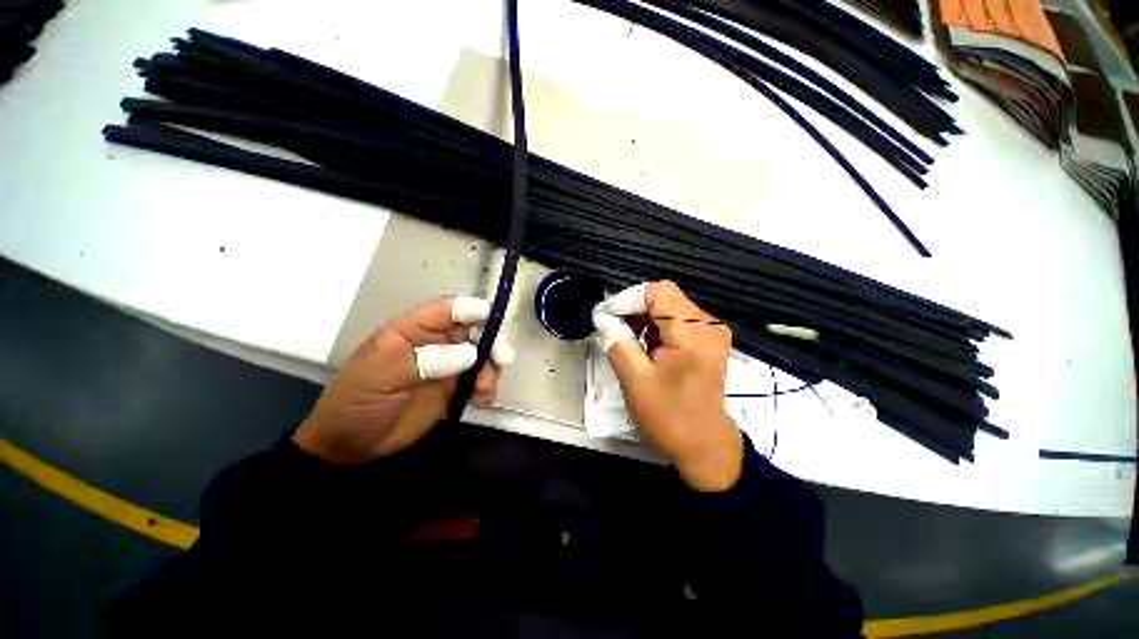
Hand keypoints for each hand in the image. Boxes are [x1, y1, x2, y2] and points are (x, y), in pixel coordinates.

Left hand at [292, 296, 514, 463]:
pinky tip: (483, 400)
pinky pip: (481, 379)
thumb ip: (424, 361)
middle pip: (473, 330)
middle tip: (502, 359)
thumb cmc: (356, 403)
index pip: (447, 309)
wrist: (349, 447)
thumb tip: (470, 353)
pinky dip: (488, 386)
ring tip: (484, 389)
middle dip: (491, 341)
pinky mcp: (454, 388)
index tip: (493, 318)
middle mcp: (435, 343)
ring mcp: (447, 366)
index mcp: (413, 330)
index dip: (472, 308)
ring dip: (491, 367)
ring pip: (482, 355)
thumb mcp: (380, 376)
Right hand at [593, 281, 742, 490]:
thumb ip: (616, 340)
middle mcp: (707, 324)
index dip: (627, 299)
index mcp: (693, 331)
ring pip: (669, 307)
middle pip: (664, 297)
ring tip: (623, 336)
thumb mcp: (635, 378)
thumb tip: (602, 317)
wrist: (704, 446)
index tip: (606, 317)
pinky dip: (655, 327)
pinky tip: (642, 343)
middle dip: (633, 308)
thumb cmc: (669, 415)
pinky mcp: (706, 341)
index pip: (657, 292)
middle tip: (611, 326)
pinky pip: (676, 321)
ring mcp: (710, 331)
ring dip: (643, 317)